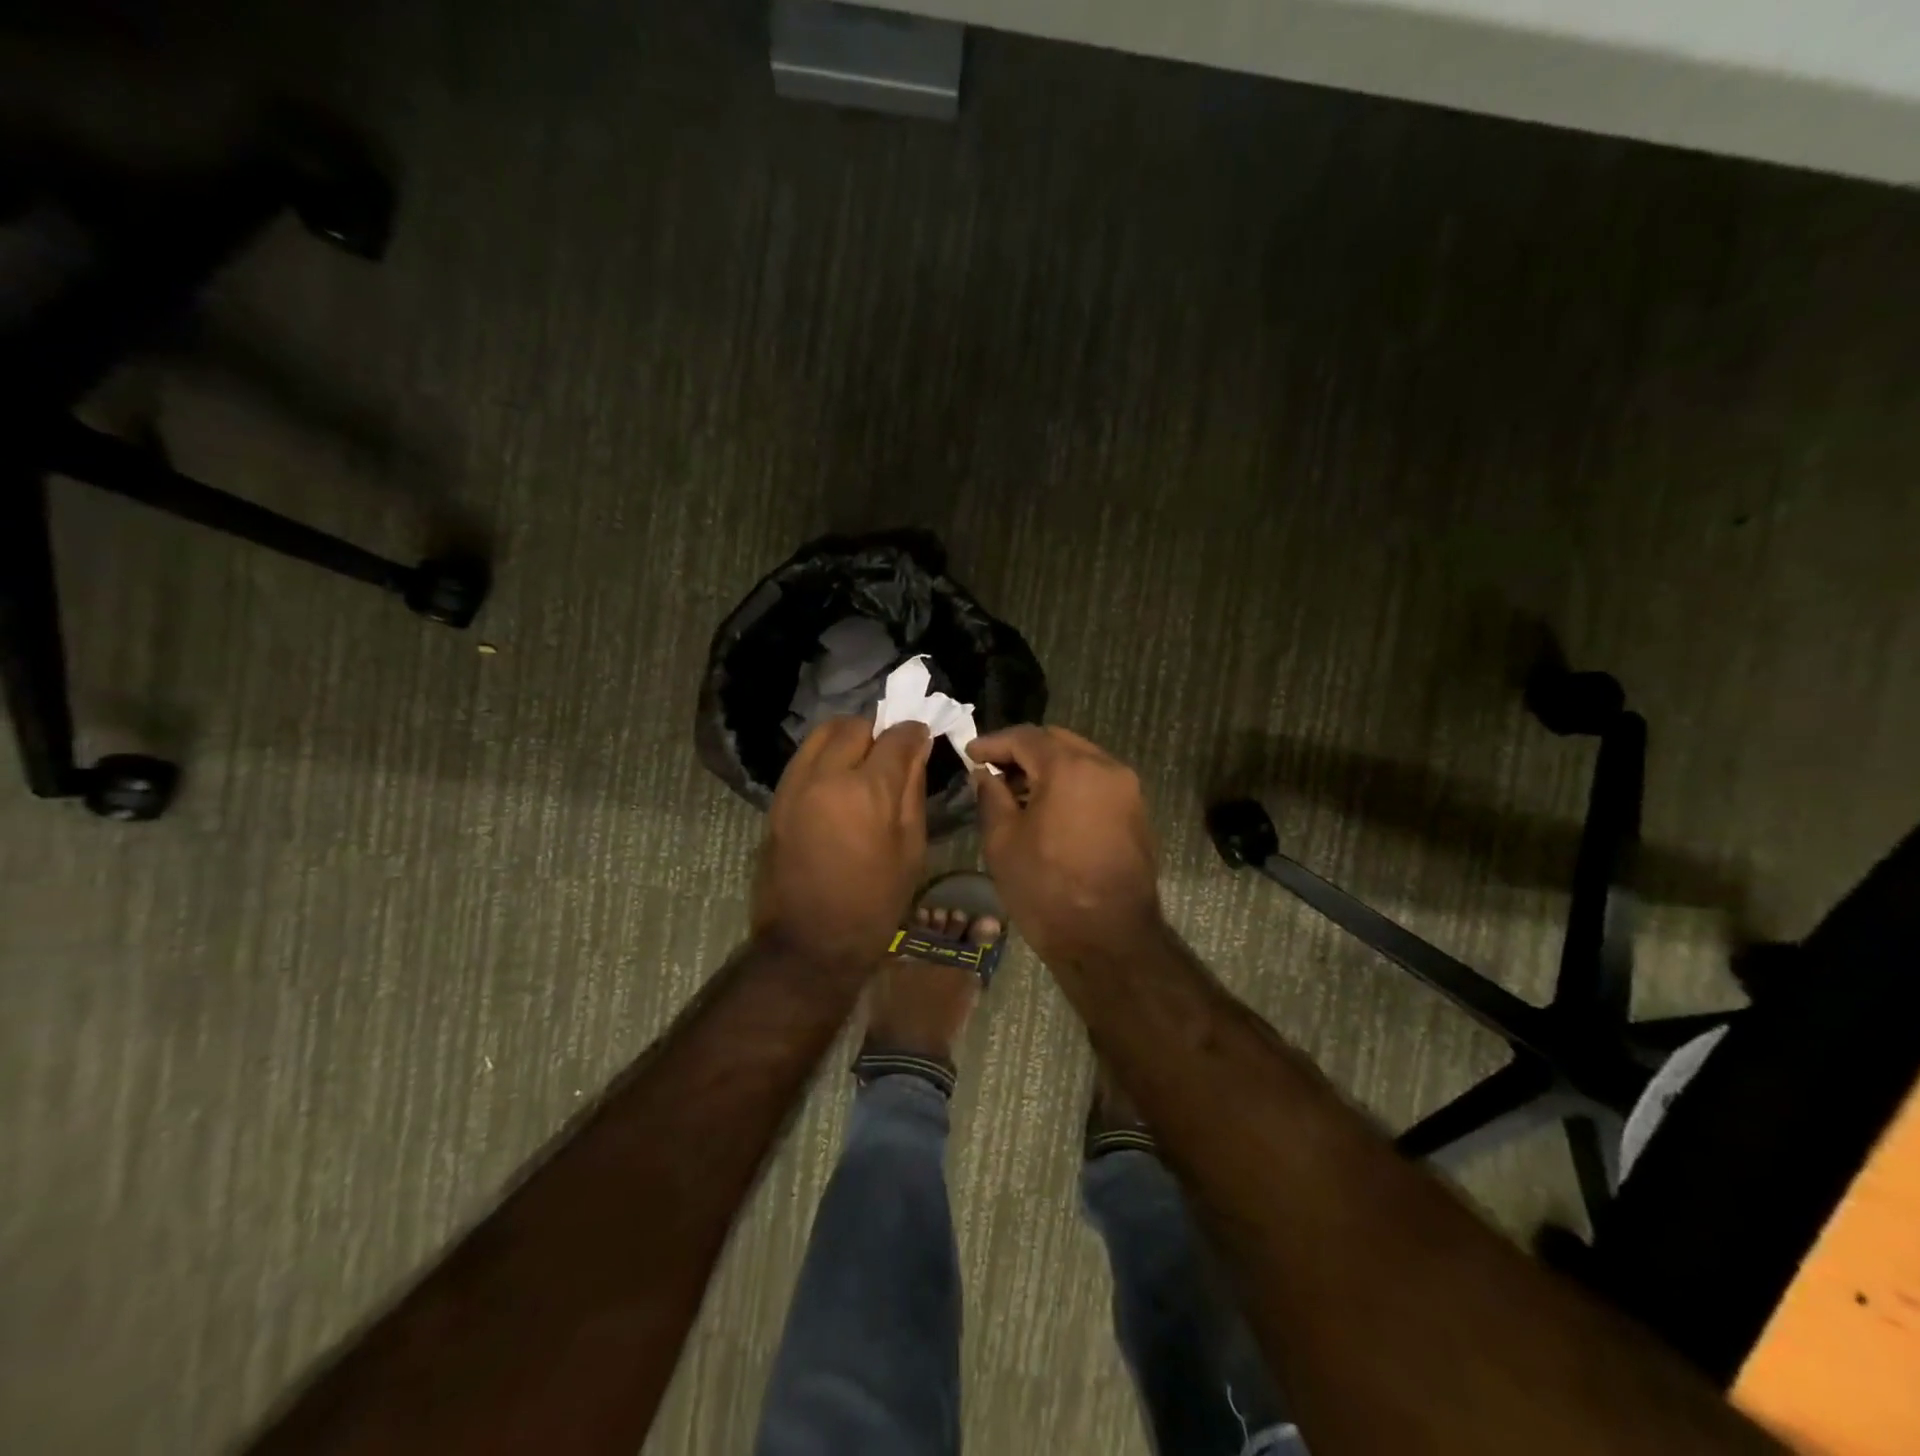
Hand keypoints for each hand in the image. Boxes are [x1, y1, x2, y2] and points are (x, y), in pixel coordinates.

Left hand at [753, 717, 932, 968]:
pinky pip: (804, 756)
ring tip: (863, 761)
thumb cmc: (874, 903)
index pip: (896, 737)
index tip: (922, 739)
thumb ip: (913, 790)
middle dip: (880, 732)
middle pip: (856, 727)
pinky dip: (825, 754)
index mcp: (867, 792)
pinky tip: (839, 779)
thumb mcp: (911, 849)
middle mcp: (826, 776)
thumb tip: (917, 748)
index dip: (914, 733)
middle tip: (893, 754)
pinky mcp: (777, 798)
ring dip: (849, 737)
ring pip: (824, 733)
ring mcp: (795, 785)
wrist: (809, 942)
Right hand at [969, 725, 1160, 958]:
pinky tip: (1048, 809)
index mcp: (1071, 768)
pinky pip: (1097, 783)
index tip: (970, 753)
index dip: (993, 742)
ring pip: (1081, 760)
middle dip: (1023, 751)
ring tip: (1017, 792)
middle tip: (993, 771)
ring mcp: (1127, 790)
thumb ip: (991, 796)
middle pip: (1057, 742)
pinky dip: (1071, 784)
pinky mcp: (1137, 813)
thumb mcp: (1003, 843)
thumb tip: (986, 775)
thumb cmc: (1048, 890)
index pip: (1026, 738)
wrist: (1110, 940)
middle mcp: (1106, 767)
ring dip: (1048, 768)